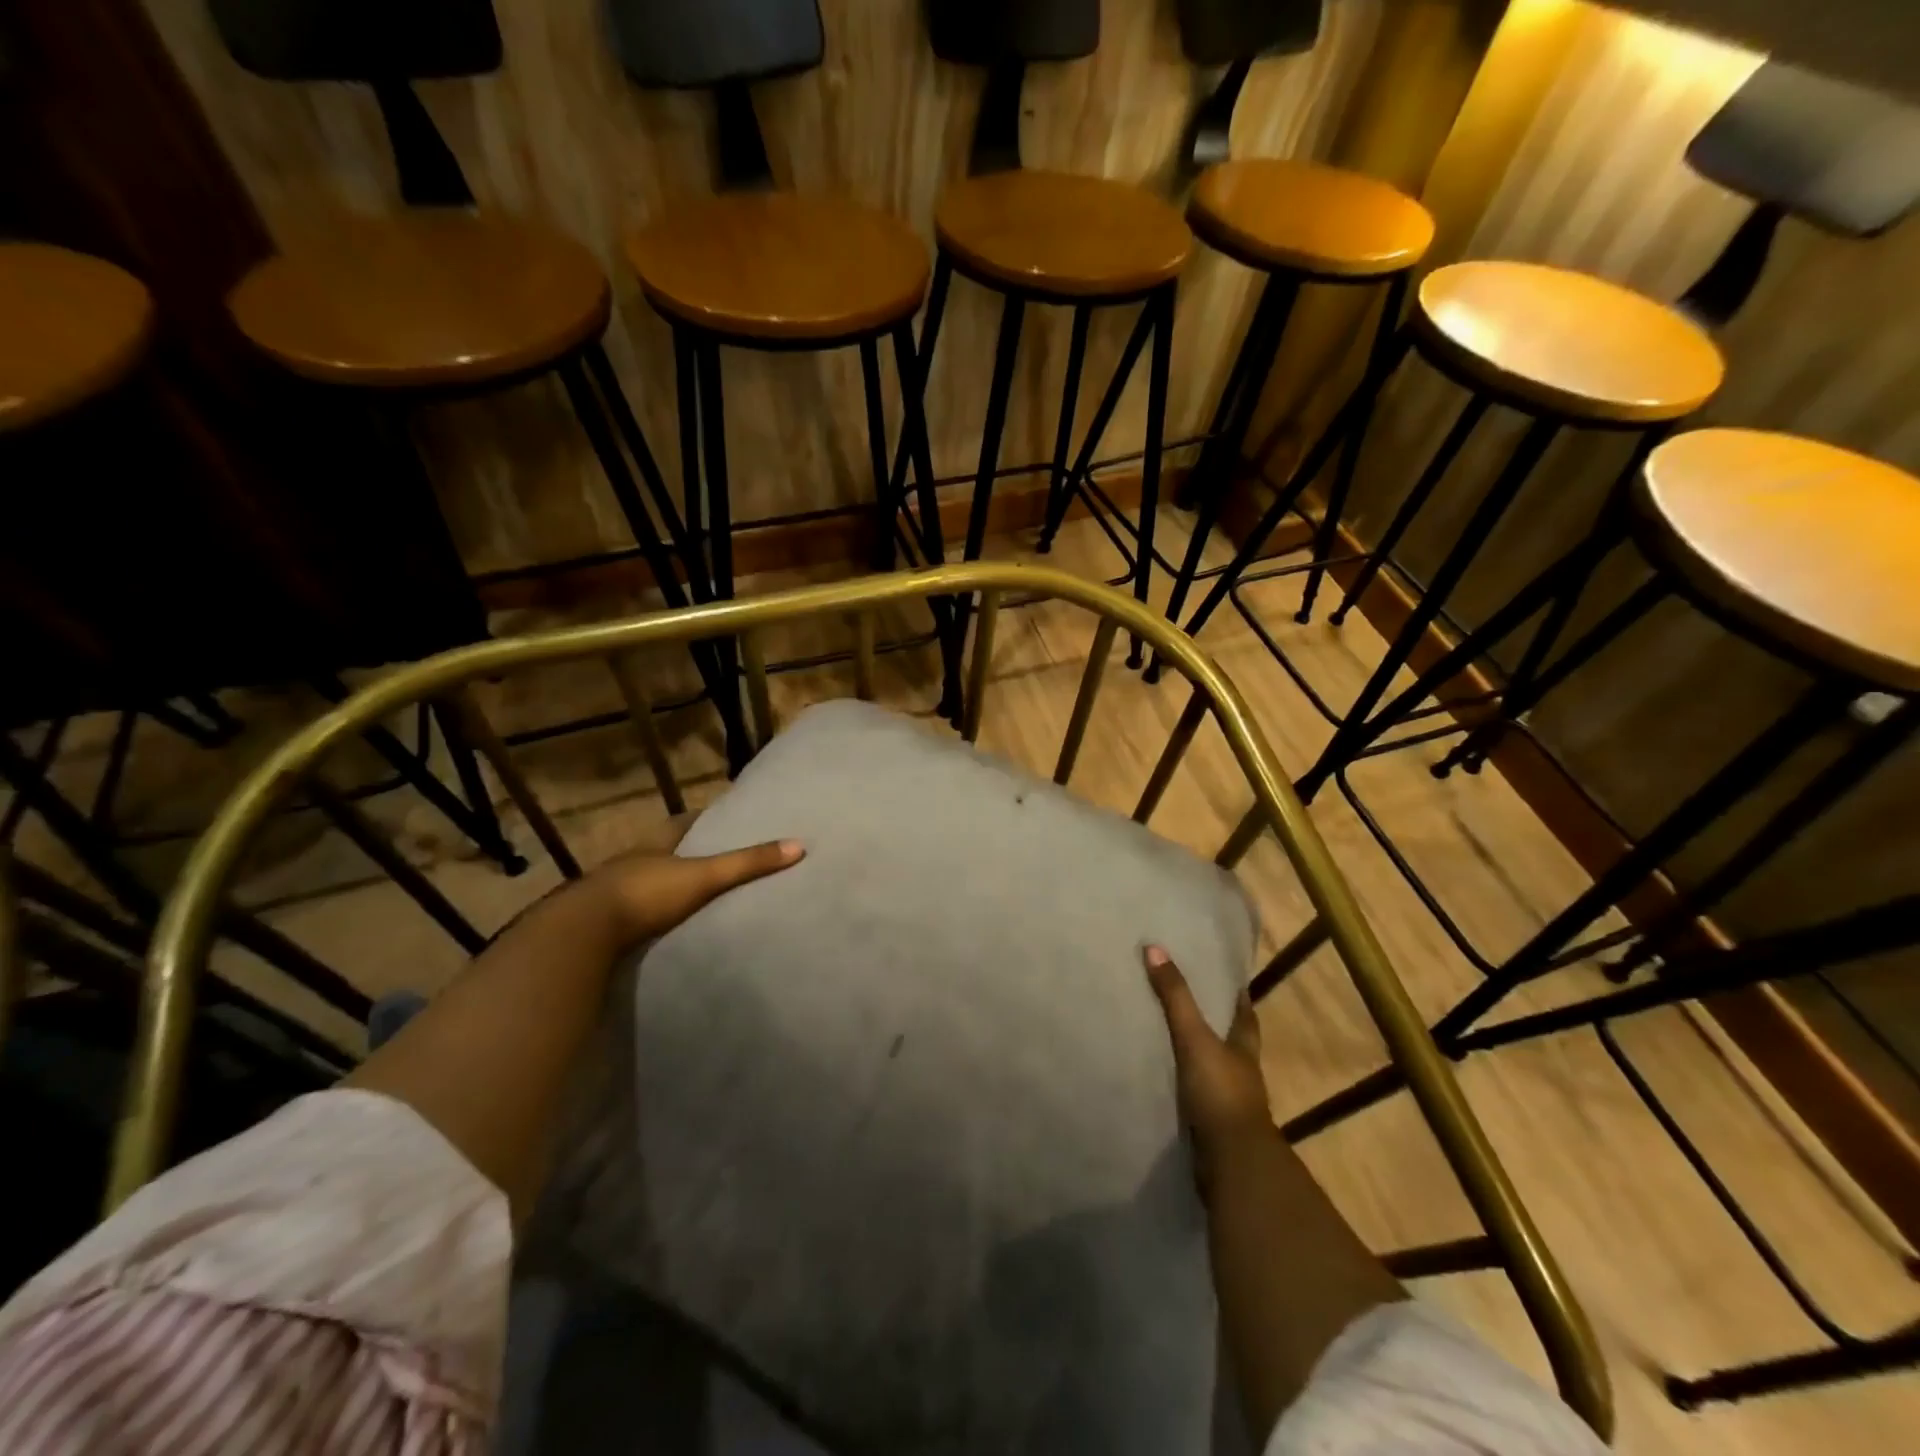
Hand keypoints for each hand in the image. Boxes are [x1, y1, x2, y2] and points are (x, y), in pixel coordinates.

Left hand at [586, 838, 803, 945]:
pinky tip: (660, 924)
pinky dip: (647, 914)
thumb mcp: (704, 876)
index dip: (701, 819)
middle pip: (660, 850)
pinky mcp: (601, 923)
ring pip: (642, 881)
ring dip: (662, 884)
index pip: (680, 824)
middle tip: (712, 856)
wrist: (583, 933)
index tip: (722, 818)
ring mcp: (611, 893)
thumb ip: (747, 864)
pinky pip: (630, 912)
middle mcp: (630, 862)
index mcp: (653, 845)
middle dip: (682, 852)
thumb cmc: (646, 893)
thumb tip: (798, 845)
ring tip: (690, 893)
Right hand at [1144, 945, 1271, 1184]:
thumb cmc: (1220, 1092)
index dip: (1239, 998)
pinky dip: (1186, 1089)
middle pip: (1233, 1044)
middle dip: (1219, 1027)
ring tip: (1172, 1041)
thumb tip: (1154, 948)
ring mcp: (1228, 1104)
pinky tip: (1166, 1083)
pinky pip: (1197, 1099)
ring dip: (1200, 1059)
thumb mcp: (1194, 1038)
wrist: (1232, 1163)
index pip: (1245, 1016)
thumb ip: (1175, 998)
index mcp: (1244, 1050)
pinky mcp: (1212, 1128)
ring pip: (1215, 1072)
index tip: (1233, 981)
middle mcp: (1241, 1074)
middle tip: (1196, 1005)